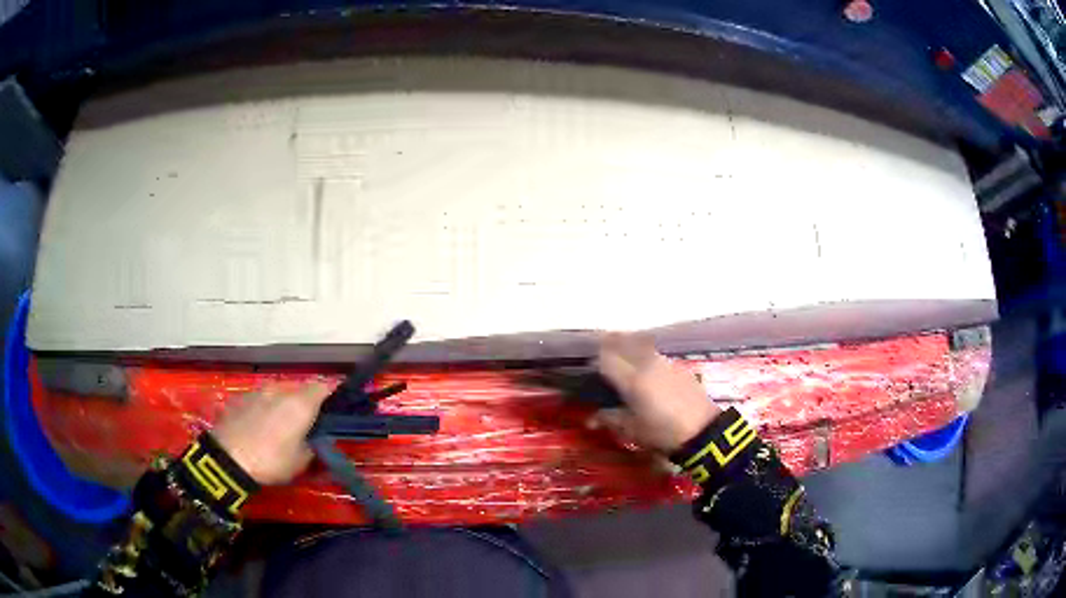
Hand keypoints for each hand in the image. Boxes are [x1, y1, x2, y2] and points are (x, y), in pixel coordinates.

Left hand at [212, 381, 333, 484]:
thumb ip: (312, 445)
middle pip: (299, 389)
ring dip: (283, 405)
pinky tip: (260, 427)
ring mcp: (257, 391)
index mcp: (300, 403)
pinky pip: (260, 400)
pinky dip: (265, 409)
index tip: (335, 409)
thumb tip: (315, 439)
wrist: (227, 458)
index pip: (324, 387)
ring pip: (278, 393)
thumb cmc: (270, 461)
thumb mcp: (301, 462)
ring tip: (281, 426)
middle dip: (305, 403)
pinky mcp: (240, 398)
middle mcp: (280, 390)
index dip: (332, 396)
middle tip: (307, 424)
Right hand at [593, 332, 720, 452]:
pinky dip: (644, 354)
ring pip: (639, 344)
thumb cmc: (662, 433)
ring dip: (627, 346)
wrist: (703, 430)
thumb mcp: (632, 430)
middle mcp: (646, 363)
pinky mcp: (678, 366)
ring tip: (623, 360)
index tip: (589, 369)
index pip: (606, 358)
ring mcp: (664, 362)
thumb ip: (610, 419)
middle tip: (601, 356)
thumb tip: (590, 419)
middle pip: (622, 342)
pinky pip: (654, 353)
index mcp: (632, 379)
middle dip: (609, 345)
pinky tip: (646, 371)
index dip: (594, 361)